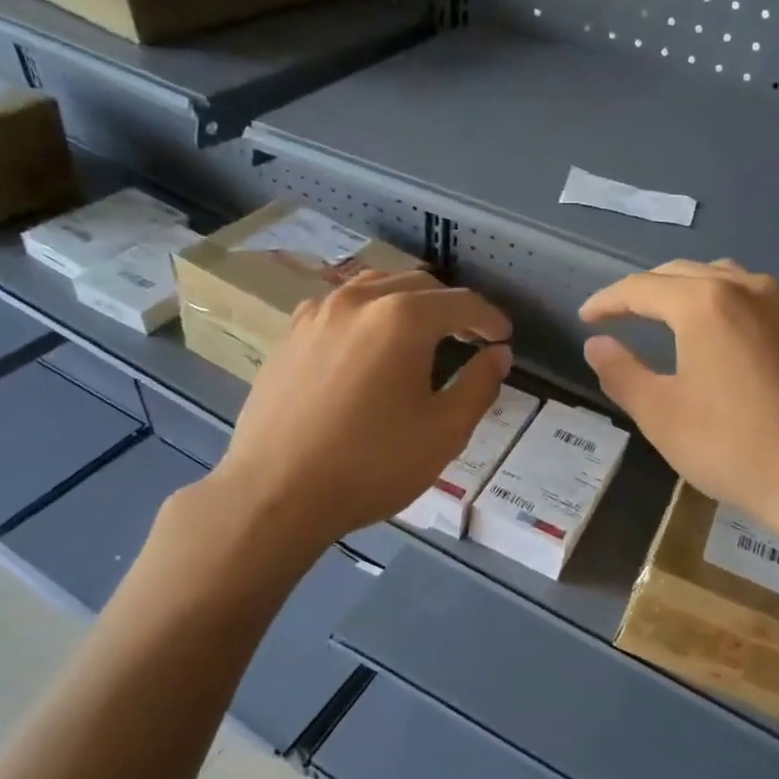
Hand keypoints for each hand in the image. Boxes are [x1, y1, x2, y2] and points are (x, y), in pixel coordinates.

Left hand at [191, 271, 511, 556]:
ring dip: (407, 304)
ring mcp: (317, 314)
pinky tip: (368, 347)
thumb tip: (497, 355)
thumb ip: (479, 386)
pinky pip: (340, 309)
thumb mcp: (444, 432)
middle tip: (469, 339)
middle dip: (450, 308)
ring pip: (375, 289)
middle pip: (418, 285)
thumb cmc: (371, 465)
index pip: (461, 303)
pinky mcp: (290, 336)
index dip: (490, 319)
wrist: (275, 493)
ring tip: (421, 336)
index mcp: (402, 317)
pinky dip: (368, 315)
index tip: (503, 338)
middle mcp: (358, 300)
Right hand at [580, 260, 778, 548]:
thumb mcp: (660, 414)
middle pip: (682, 274)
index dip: (608, 301)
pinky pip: (753, 296)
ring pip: (723, 277)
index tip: (586, 318)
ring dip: (686, 290)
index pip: (642, 288)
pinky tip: (718, 331)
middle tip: (618, 315)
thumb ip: (621, 372)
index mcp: (704, 304)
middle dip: (644, 291)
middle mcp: (746, 288)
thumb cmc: (731, 446)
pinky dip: (722, 301)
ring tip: (664, 315)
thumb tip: (596, 344)